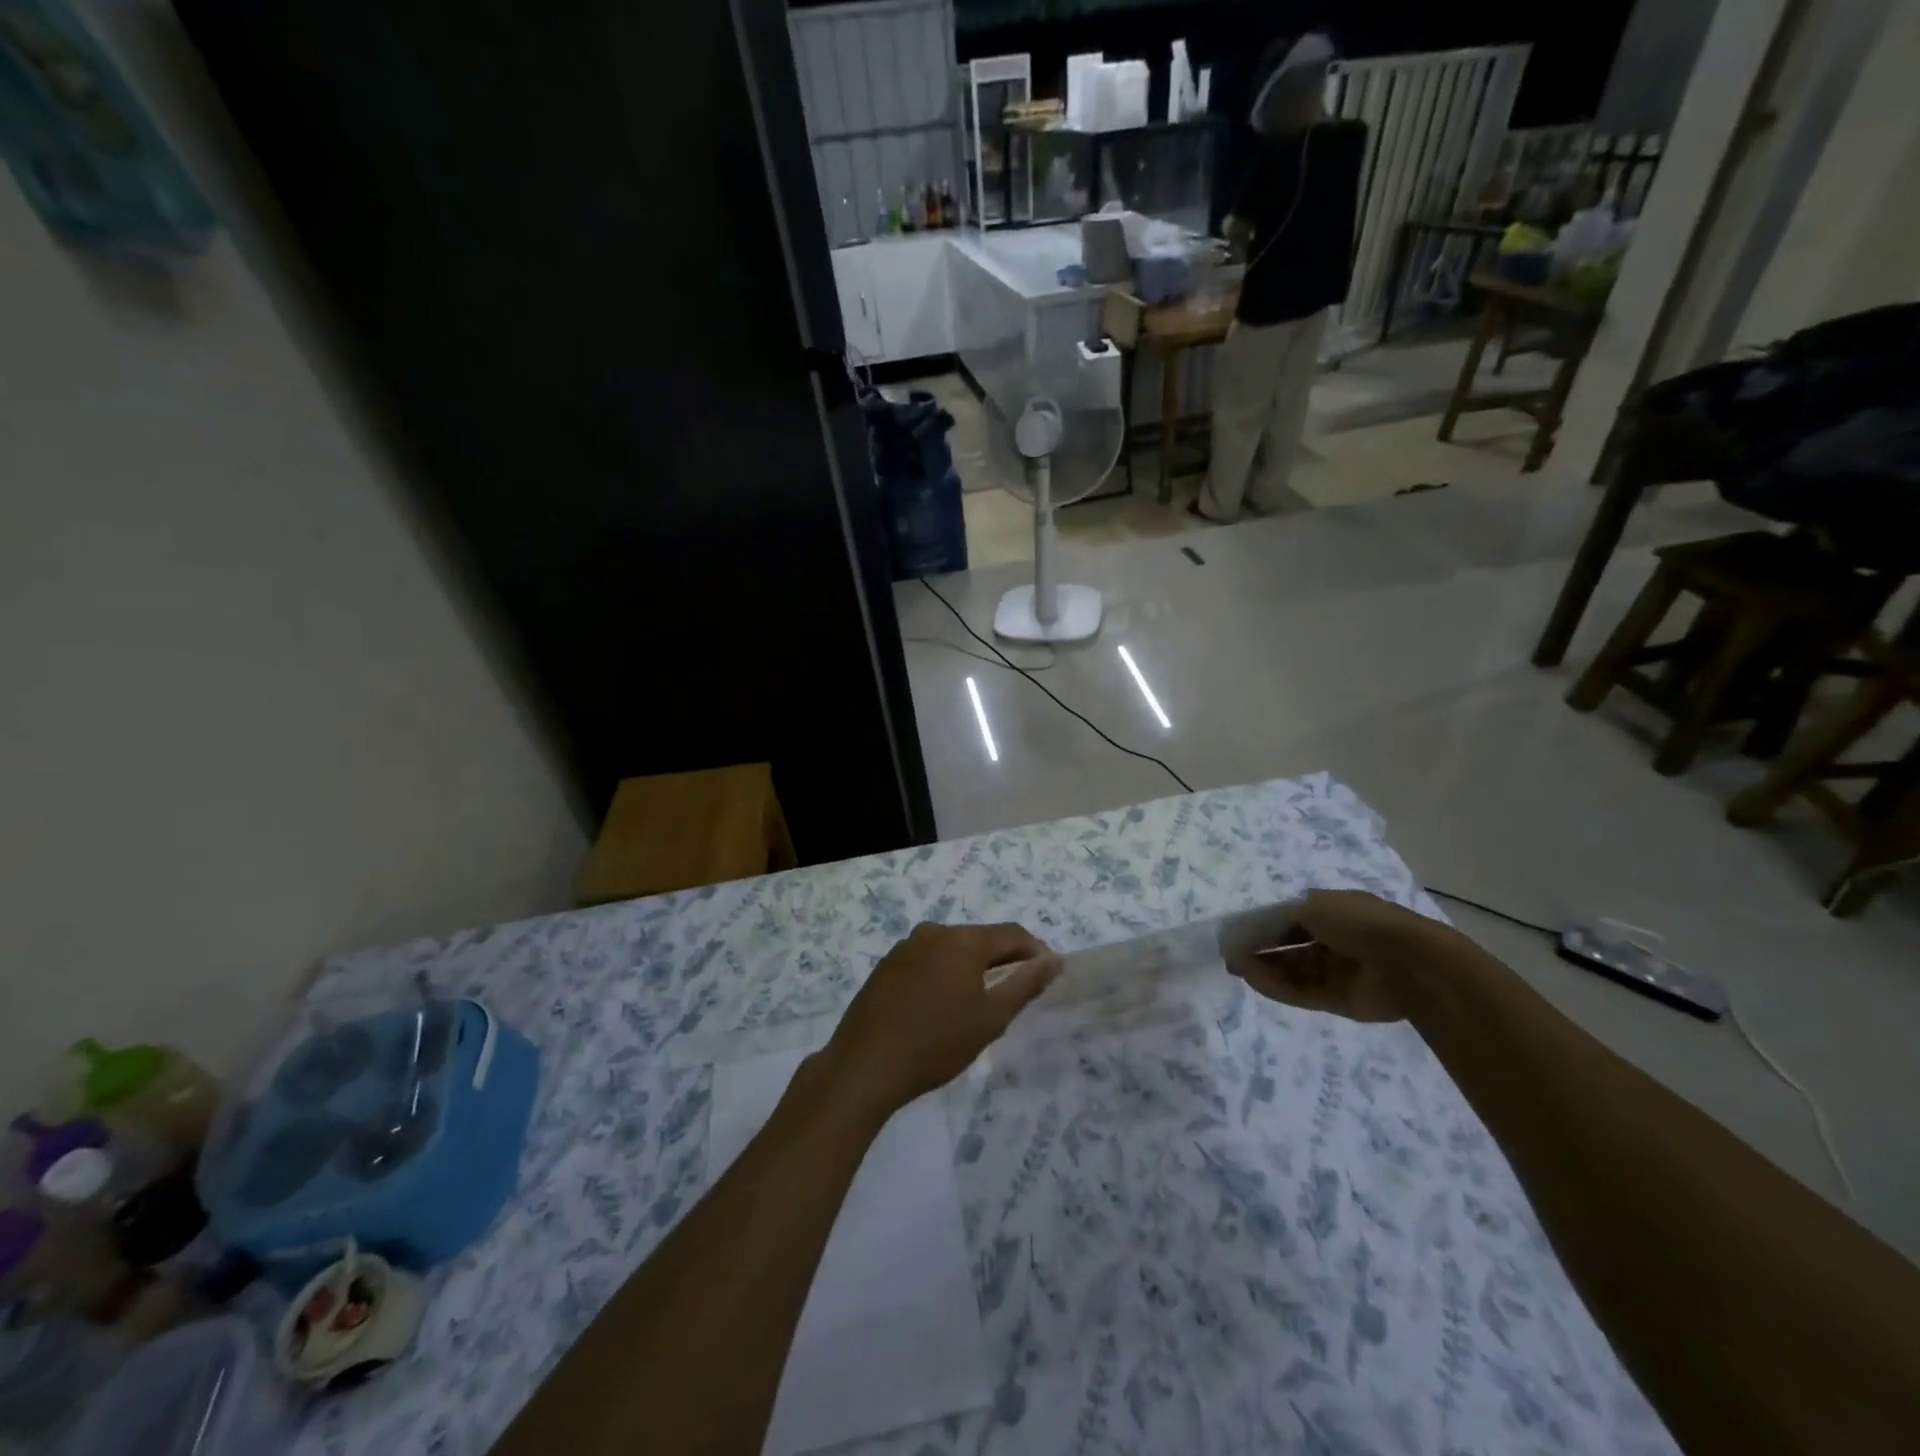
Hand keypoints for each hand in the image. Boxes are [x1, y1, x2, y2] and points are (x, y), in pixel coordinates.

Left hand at [822, 922, 1060, 1116]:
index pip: (1012, 934)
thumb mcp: (990, 1018)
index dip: (1035, 951)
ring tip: (979, 1004)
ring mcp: (905, 947)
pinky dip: (943, 975)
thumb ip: (1025, 984)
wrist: (865, 1066)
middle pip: (980, 939)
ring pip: (952, 950)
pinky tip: (941, 1006)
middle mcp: (934, 932)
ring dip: (971, 968)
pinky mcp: (886, 965)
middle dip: (1003, 960)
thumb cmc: (936, 1043)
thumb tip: (1053, 960)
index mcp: (963, 940)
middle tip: (1015, 994)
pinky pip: (927, 961)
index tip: (1048, 974)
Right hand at [1227, 890, 1449, 1022]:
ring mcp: (1338, 970)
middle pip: (1289, 945)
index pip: (1289, 917)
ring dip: (1266, 968)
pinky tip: (1255, 981)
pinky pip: (1303, 992)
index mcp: (1333, 911)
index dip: (1261, 924)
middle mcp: (1335, 939)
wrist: (1410, 964)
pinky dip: (1278, 987)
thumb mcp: (1312, 906)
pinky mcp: (1340, 999)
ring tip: (1238, 969)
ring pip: (1294, 969)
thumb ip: (1276, 919)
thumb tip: (1251, 930)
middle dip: (1260, 949)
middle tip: (1231, 955)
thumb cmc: (1359, 923)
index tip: (1235, 933)